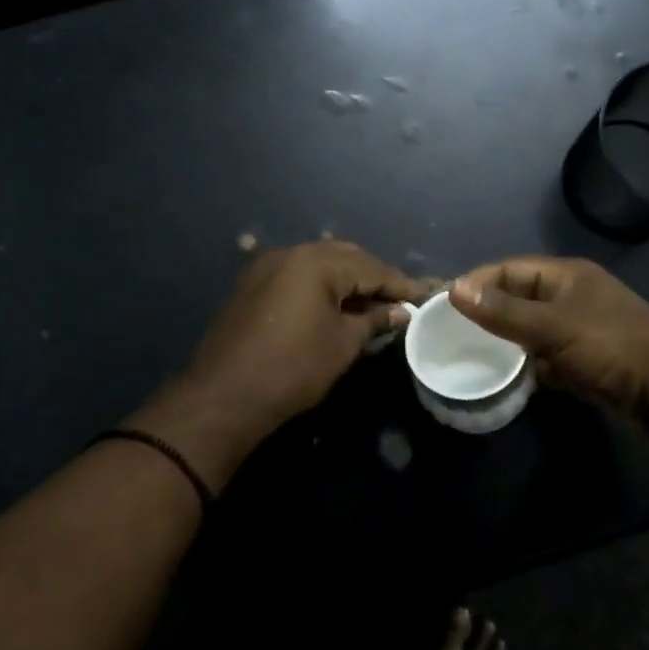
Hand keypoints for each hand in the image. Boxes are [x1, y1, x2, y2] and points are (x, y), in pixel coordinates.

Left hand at [179, 241, 422, 442]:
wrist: (223, 396)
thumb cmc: (292, 369)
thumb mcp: (342, 344)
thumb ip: (374, 320)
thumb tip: (401, 311)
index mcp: (316, 262)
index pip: (370, 266)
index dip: (399, 283)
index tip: (425, 296)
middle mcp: (290, 253)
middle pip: (345, 257)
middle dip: (374, 276)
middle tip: (400, 300)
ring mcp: (267, 267)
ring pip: (320, 264)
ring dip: (348, 280)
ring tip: (373, 304)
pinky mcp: (254, 285)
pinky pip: (298, 275)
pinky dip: (322, 286)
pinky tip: (337, 305)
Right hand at [451, 256, 648, 417]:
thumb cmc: (610, 345)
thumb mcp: (552, 326)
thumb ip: (503, 311)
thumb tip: (454, 288)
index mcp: (566, 276)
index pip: (510, 269)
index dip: (477, 282)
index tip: (444, 302)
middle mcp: (570, 297)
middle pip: (518, 299)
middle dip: (488, 313)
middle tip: (451, 332)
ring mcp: (578, 330)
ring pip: (530, 330)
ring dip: (506, 342)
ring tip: (469, 355)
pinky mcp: (583, 361)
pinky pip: (545, 357)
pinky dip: (527, 366)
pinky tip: (505, 378)